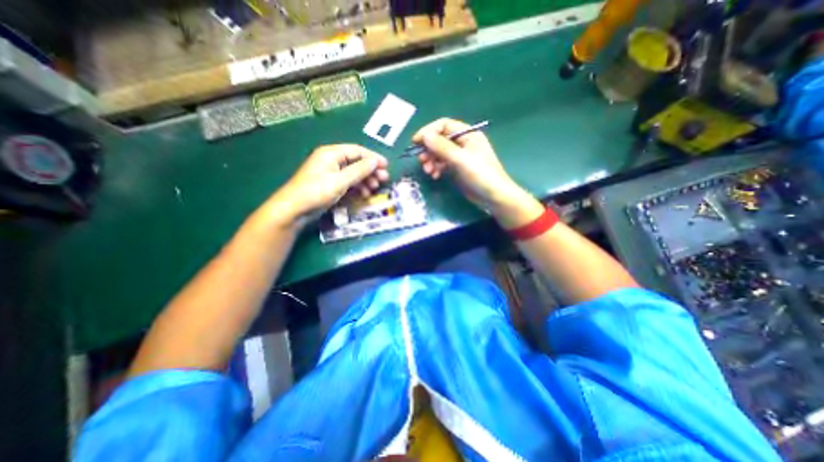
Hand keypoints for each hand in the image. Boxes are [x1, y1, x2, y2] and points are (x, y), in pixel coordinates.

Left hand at [266, 142, 389, 225]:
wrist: (294, 209)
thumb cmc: (317, 191)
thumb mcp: (340, 181)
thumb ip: (359, 170)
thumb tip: (375, 162)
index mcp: (331, 153)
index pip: (357, 151)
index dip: (373, 157)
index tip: (386, 166)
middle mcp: (332, 160)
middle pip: (356, 162)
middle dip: (371, 170)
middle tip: (384, 179)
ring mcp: (331, 173)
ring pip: (354, 173)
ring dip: (366, 179)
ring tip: (375, 188)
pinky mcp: (331, 184)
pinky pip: (348, 182)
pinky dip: (358, 186)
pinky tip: (365, 194)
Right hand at [415, 119, 524, 212]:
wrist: (493, 197)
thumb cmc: (480, 175)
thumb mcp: (460, 160)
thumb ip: (442, 147)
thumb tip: (424, 136)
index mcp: (467, 135)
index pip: (444, 126)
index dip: (429, 132)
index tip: (416, 142)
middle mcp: (463, 143)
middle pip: (440, 140)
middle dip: (429, 149)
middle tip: (421, 161)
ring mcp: (460, 156)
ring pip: (440, 153)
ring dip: (431, 160)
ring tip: (428, 171)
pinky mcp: (458, 168)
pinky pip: (443, 164)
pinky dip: (437, 168)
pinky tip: (435, 176)